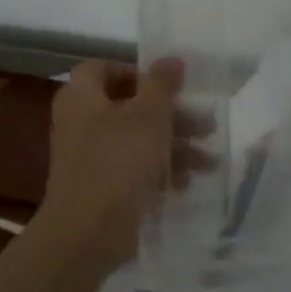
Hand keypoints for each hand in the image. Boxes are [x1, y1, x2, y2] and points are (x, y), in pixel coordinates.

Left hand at [39, 58, 213, 276]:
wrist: (88, 233)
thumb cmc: (119, 161)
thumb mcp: (150, 115)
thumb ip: (163, 83)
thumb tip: (171, 58)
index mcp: (82, 98)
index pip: (104, 68)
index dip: (137, 72)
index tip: (169, 86)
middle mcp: (81, 123)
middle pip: (130, 106)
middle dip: (172, 115)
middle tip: (206, 124)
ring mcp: (89, 157)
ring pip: (137, 139)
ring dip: (175, 146)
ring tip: (209, 160)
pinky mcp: (101, 186)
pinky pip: (133, 168)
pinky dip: (159, 171)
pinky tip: (186, 183)